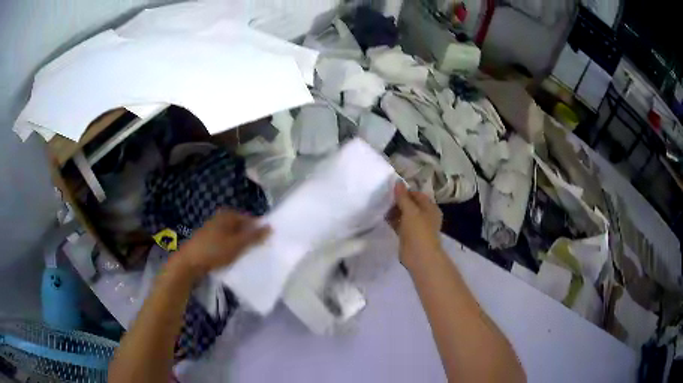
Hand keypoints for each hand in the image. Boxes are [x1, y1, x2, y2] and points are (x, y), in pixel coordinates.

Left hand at [173, 209, 270, 279]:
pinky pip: (224, 243)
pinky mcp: (208, 241)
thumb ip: (254, 236)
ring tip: (246, 257)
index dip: (259, 231)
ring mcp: (213, 230)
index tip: (266, 244)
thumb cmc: (214, 251)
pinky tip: (232, 260)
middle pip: (241, 227)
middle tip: (257, 252)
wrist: (188, 263)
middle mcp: (220, 219)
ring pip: (233, 237)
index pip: (250, 219)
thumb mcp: (237, 245)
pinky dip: (230, 249)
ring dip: (240, 246)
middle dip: (249, 239)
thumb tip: (270, 227)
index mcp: (227, 215)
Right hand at [388, 182, 443, 271]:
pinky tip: (384, 217)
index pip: (417, 194)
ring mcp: (417, 226)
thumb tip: (397, 181)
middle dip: (398, 201)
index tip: (391, 190)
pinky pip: (400, 224)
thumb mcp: (410, 211)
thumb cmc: (418, 231)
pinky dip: (393, 220)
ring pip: (405, 214)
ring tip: (382, 207)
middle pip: (410, 204)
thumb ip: (403, 197)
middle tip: (385, 199)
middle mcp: (425, 215)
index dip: (405, 191)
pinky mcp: (409, 235)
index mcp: (430, 208)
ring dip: (395, 211)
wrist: (419, 256)